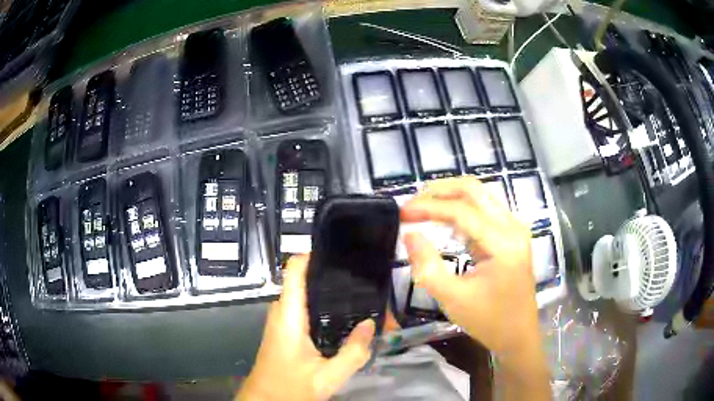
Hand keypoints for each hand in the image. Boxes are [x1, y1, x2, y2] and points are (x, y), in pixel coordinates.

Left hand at [236, 255, 374, 400]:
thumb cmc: (290, 387)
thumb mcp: (328, 376)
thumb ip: (353, 352)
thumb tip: (370, 324)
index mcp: (288, 315)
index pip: (294, 270)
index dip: (314, 255)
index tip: (341, 250)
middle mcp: (281, 312)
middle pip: (302, 279)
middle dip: (329, 273)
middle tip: (360, 274)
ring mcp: (281, 321)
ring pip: (303, 294)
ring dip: (326, 290)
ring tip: (356, 289)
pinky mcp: (284, 330)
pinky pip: (302, 308)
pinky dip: (321, 305)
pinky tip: (341, 314)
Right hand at [400, 176, 542, 358]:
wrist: (518, 335)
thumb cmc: (488, 321)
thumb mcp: (452, 298)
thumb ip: (427, 266)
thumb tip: (410, 234)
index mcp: (503, 243)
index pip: (462, 211)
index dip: (428, 207)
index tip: (402, 213)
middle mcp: (513, 227)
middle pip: (474, 189)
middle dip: (440, 191)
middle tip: (413, 204)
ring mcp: (515, 228)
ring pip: (480, 195)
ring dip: (450, 196)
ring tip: (423, 208)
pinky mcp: (511, 234)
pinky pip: (484, 209)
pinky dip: (461, 208)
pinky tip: (443, 218)